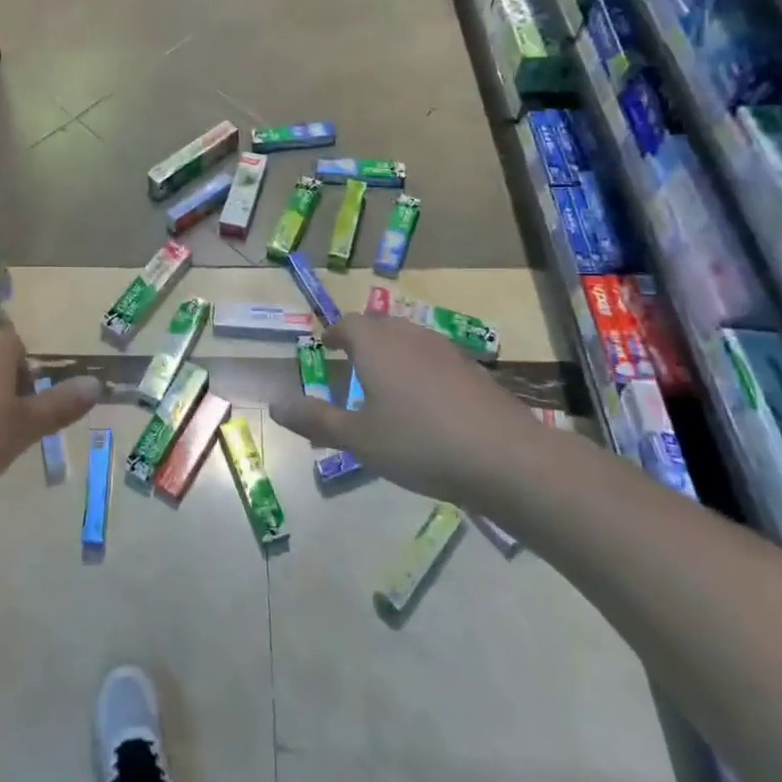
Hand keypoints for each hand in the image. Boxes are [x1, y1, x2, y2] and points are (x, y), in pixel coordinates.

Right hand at [271, 314, 550, 503]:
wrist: (507, 458)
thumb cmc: (420, 444)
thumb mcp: (358, 438)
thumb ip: (315, 419)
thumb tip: (274, 403)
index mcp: (377, 346)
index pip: (348, 323)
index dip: (334, 332)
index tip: (325, 346)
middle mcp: (410, 338)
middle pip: (380, 326)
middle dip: (362, 339)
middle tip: (350, 361)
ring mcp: (446, 351)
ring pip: (410, 339)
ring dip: (392, 352)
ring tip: (384, 380)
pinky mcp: (473, 371)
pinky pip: (434, 358)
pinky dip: (420, 368)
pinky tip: (425, 402)